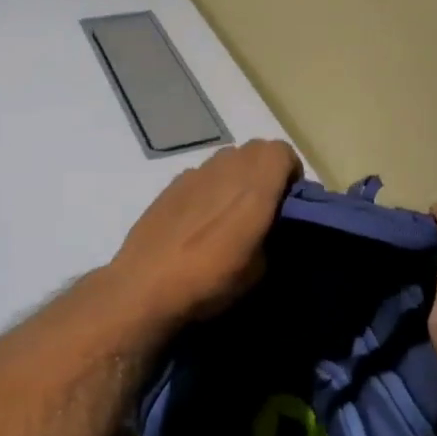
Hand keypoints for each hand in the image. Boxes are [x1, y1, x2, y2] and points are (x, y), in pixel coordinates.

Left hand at [107, 139, 301, 330]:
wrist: (146, 285)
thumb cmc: (211, 279)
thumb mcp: (260, 269)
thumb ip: (271, 235)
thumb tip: (268, 226)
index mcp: (254, 186)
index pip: (282, 151)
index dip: (290, 171)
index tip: (288, 200)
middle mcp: (226, 169)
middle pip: (255, 150)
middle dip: (265, 170)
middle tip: (264, 204)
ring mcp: (195, 173)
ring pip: (227, 159)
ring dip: (237, 175)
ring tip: (230, 211)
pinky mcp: (171, 184)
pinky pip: (201, 174)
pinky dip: (210, 187)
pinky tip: (200, 220)